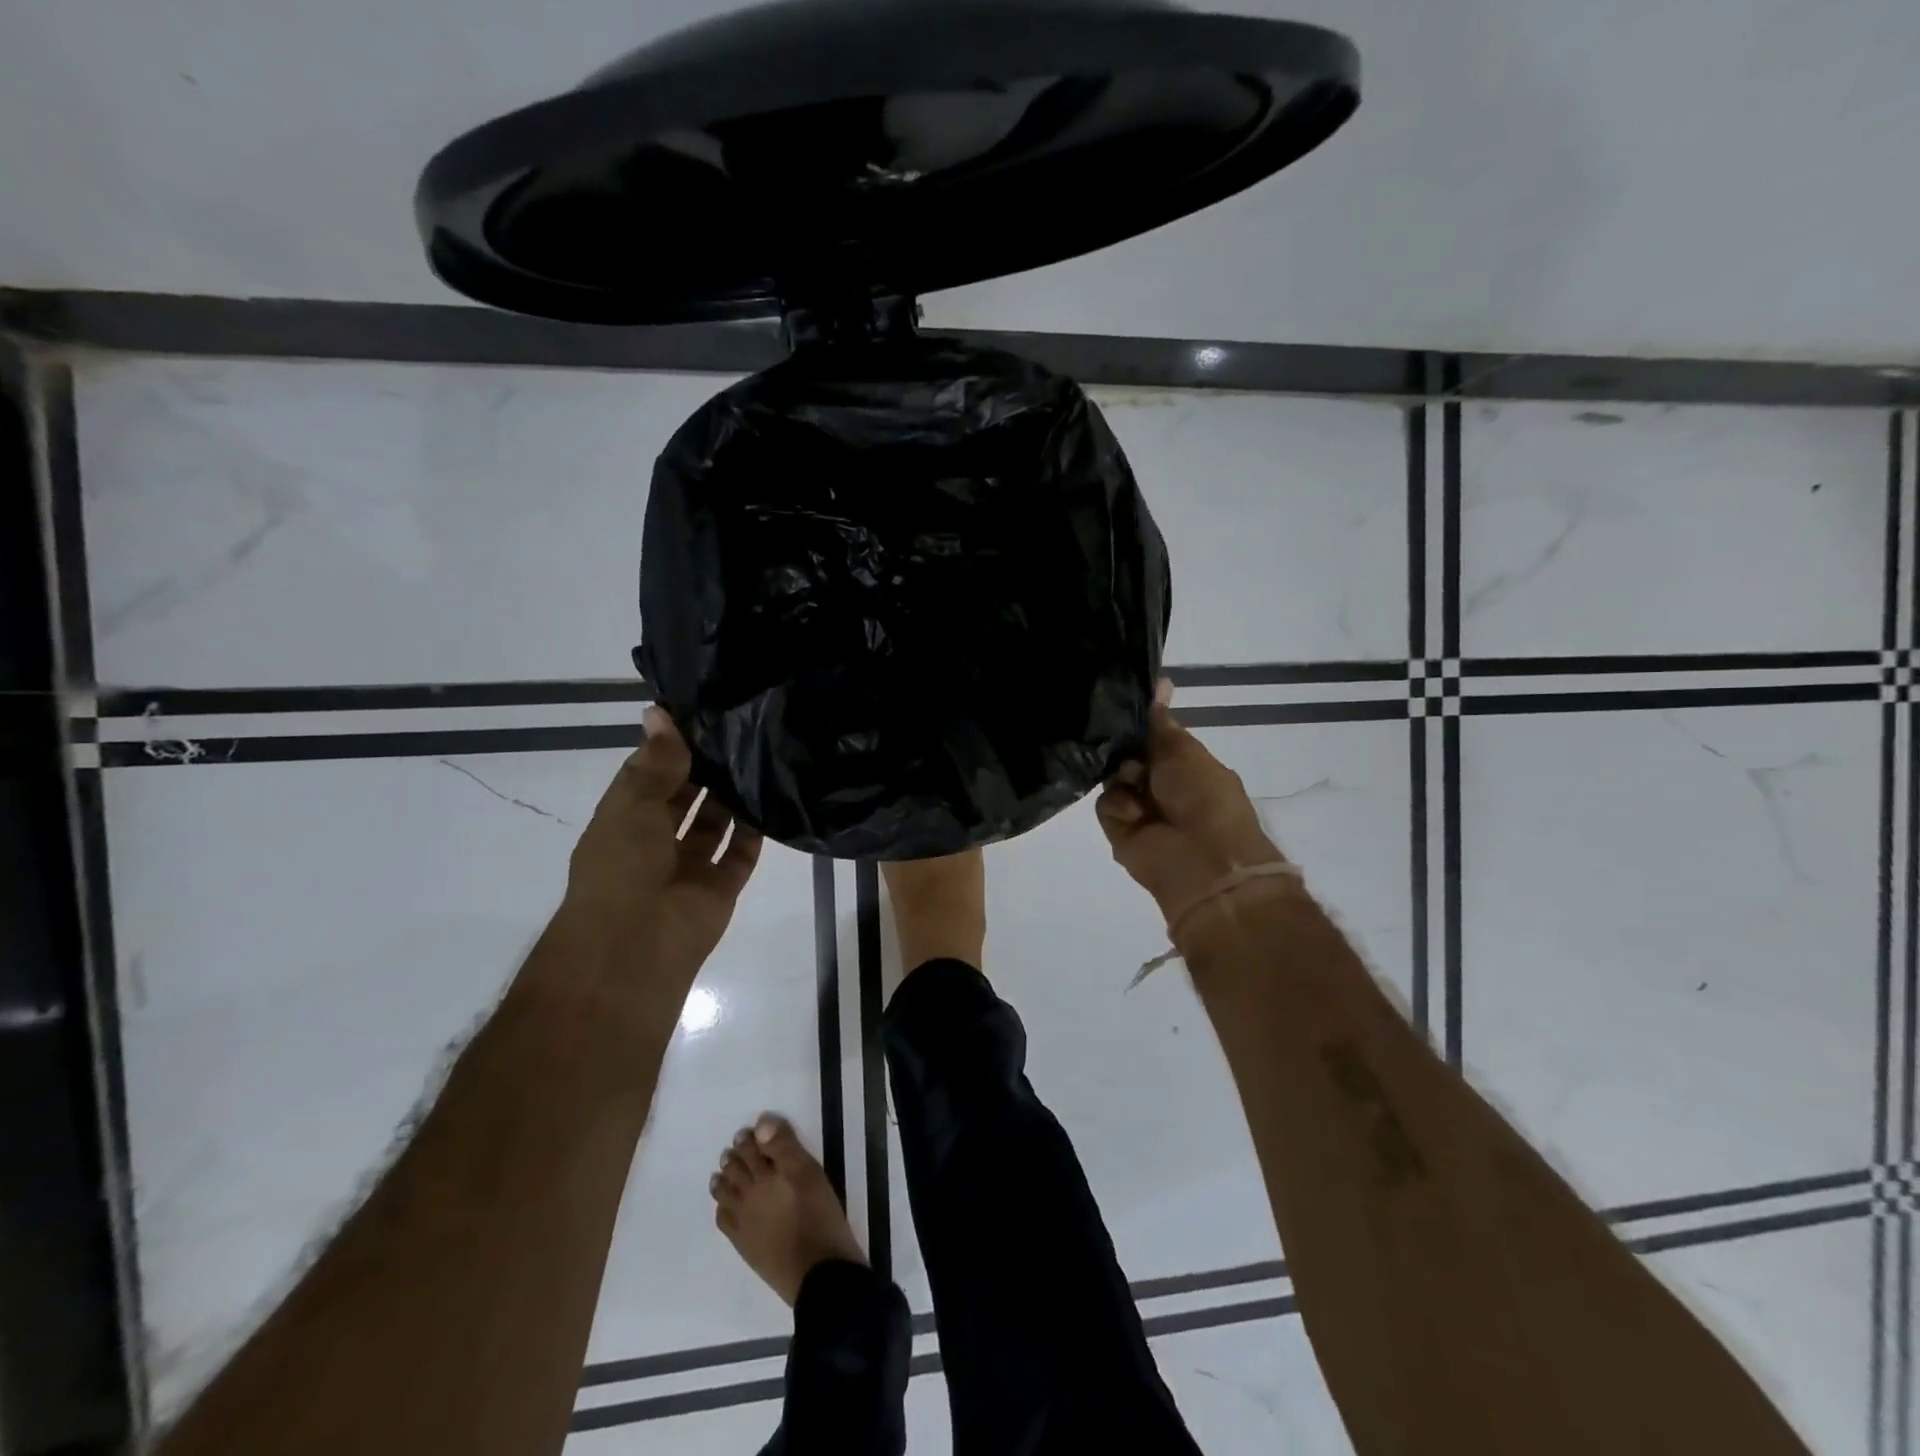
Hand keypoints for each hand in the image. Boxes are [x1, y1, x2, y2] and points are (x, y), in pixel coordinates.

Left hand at [562, 706, 762, 985]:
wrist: (637, 944)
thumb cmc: (622, 866)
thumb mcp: (633, 804)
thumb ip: (655, 762)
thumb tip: (659, 712)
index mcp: (623, 822)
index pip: (648, 777)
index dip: (669, 748)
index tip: (700, 715)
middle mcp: (654, 843)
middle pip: (684, 799)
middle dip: (704, 771)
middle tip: (738, 731)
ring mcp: (688, 868)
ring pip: (714, 825)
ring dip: (730, 798)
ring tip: (758, 757)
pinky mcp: (720, 888)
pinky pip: (739, 853)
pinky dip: (753, 831)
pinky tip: (771, 798)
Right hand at [1096, 683, 1287, 938]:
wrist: (1201, 860)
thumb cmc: (1204, 797)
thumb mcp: (1185, 751)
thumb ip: (1161, 723)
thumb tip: (1160, 683)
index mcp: (1184, 765)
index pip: (1153, 736)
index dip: (1141, 720)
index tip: (1124, 699)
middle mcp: (1159, 785)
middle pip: (1127, 753)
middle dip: (1125, 747)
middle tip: (1132, 748)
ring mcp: (1138, 807)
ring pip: (1112, 775)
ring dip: (1123, 776)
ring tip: (1137, 784)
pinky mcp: (1119, 828)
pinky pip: (1105, 802)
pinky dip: (1119, 805)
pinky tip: (1136, 814)